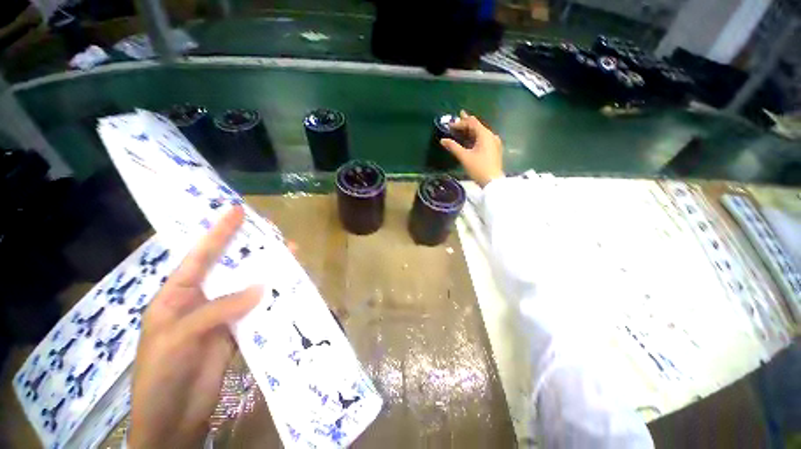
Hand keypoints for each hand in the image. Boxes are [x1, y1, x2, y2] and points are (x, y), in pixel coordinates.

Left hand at [129, 206, 262, 448]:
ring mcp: (221, 316)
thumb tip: (261, 287)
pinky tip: (286, 288)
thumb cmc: (160, 375)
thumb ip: (219, 308)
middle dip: (250, 250)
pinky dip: (271, 299)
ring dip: (267, 273)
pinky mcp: (236, 332)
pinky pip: (256, 310)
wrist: (172, 419)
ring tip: (289, 257)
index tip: (236, 211)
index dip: (218, 233)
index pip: (199, 256)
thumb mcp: (179, 337)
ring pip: (247, 288)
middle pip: (229, 268)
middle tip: (273, 234)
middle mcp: (201, 300)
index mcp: (177, 295)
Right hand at [440, 110, 504, 187]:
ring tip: (462, 128)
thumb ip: (453, 147)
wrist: (492, 181)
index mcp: (485, 134)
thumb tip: (443, 140)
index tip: (450, 125)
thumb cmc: (478, 168)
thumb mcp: (464, 157)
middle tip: (458, 117)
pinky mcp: (494, 149)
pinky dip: (475, 137)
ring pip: (480, 132)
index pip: (472, 123)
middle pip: (477, 126)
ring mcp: (494, 143)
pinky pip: (483, 139)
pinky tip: (470, 139)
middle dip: (466, 123)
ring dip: (470, 130)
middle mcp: (491, 135)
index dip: (460, 122)